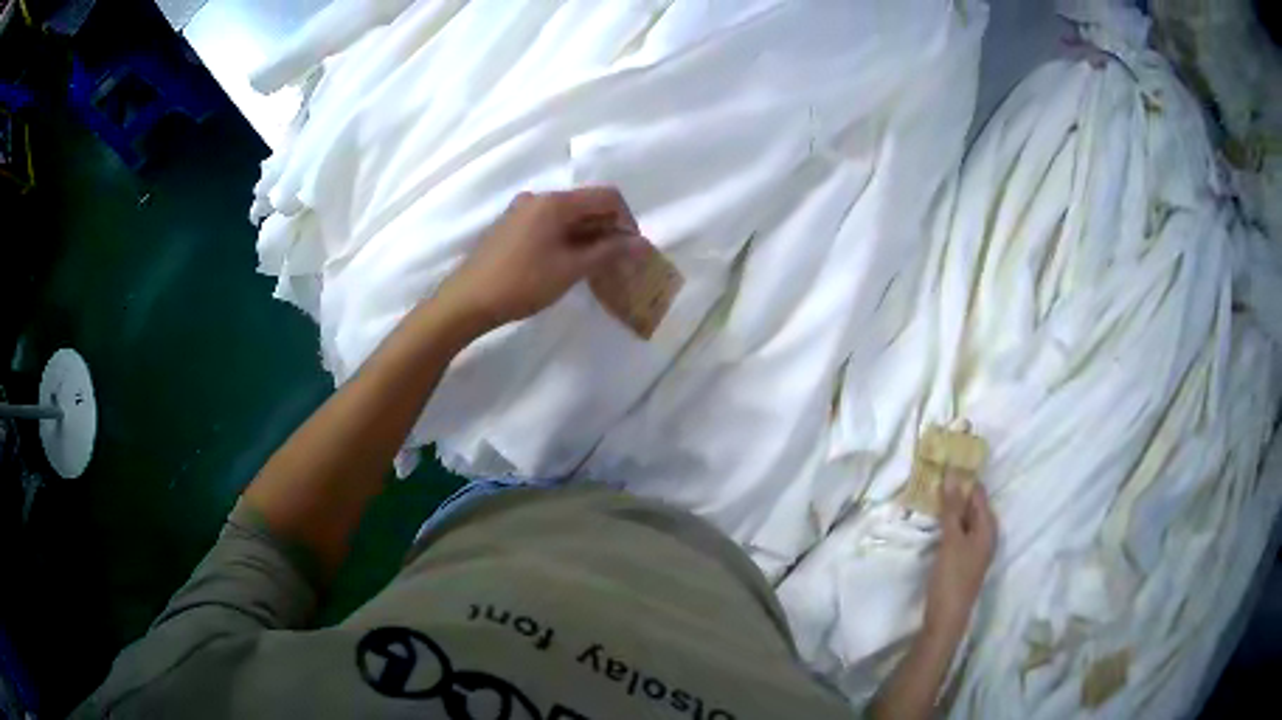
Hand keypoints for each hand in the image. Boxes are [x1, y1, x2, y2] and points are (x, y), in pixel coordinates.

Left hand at [438, 187, 646, 329]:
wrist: (467, 301)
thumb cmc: (522, 283)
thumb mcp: (571, 269)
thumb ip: (609, 252)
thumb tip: (642, 244)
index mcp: (555, 201)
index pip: (607, 196)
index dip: (627, 220)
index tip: (632, 251)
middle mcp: (539, 197)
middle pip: (587, 204)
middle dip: (608, 229)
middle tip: (617, 262)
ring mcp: (522, 211)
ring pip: (568, 216)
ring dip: (588, 236)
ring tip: (594, 267)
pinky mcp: (511, 226)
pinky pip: (549, 224)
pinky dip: (566, 238)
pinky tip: (566, 264)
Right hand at [924, 475, 996, 639]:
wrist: (946, 618)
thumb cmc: (952, 577)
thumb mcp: (952, 540)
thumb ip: (952, 509)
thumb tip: (952, 474)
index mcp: (988, 527)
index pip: (978, 493)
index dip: (964, 479)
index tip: (945, 464)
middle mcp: (986, 535)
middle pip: (973, 506)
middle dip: (956, 493)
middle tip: (933, 478)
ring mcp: (975, 548)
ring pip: (964, 520)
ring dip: (950, 509)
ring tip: (930, 496)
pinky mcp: (964, 559)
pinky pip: (959, 532)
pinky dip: (948, 524)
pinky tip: (934, 523)